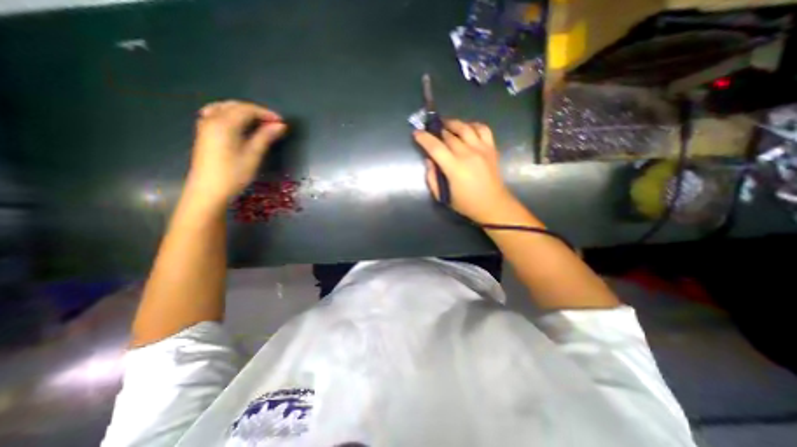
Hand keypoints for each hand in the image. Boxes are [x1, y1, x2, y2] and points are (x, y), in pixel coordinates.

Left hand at [186, 100, 287, 204]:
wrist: (208, 191)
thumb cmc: (233, 174)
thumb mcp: (253, 155)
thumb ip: (265, 137)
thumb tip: (280, 126)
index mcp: (224, 124)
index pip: (247, 110)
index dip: (266, 113)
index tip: (282, 123)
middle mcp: (212, 119)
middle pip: (236, 106)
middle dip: (256, 112)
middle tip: (273, 124)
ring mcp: (205, 125)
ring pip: (225, 108)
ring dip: (244, 112)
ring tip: (259, 124)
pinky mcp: (204, 133)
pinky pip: (217, 114)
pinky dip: (232, 115)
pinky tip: (239, 125)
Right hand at [415, 119, 521, 220]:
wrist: (493, 205)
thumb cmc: (466, 203)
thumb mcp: (443, 196)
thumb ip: (432, 178)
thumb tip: (429, 160)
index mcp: (454, 168)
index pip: (435, 147)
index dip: (424, 138)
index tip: (416, 133)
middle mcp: (468, 154)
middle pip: (449, 135)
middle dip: (437, 130)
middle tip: (431, 130)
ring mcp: (482, 149)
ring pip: (465, 128)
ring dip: (453, 123)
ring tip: (446, 124)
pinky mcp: (491, 148)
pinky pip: (483, 129)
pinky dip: (473, 125)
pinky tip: (467, 128)